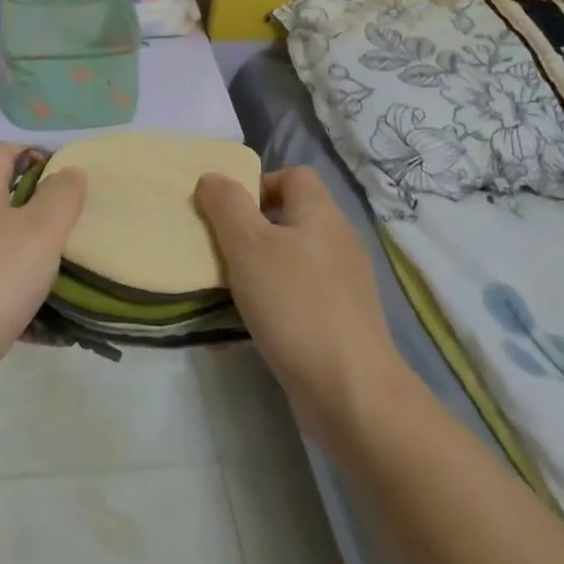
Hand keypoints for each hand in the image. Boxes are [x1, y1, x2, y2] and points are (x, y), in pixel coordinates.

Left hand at [0, 143, 85, 411]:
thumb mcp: (41, 228)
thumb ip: (61, 196)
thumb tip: (70, 171)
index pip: (1, 152)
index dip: (33, 154)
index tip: (67, 176)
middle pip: (5, 201)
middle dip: (43, 211)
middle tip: (79, 226)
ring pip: (6, 250)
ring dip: (38, 261)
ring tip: (76, 273)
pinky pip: (2, 294)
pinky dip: (27, 303)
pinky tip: (57, 324)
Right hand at [195, 166, 406, 437]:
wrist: (350, 390)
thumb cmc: (294, 304)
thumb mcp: (248, 246)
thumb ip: (226, 205)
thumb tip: (213, 177)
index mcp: (322, 214)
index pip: (294, 174)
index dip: (259, 183)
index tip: (230, 212)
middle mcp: (339, 240)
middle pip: (293, 214)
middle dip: (255, 226)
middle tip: (223, 248)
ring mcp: (346, 282)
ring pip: (297, 255)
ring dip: (264, 264)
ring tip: (235, 285)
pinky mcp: (343, 318)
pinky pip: (304, 290)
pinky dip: (280, 296)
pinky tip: (260, 318)